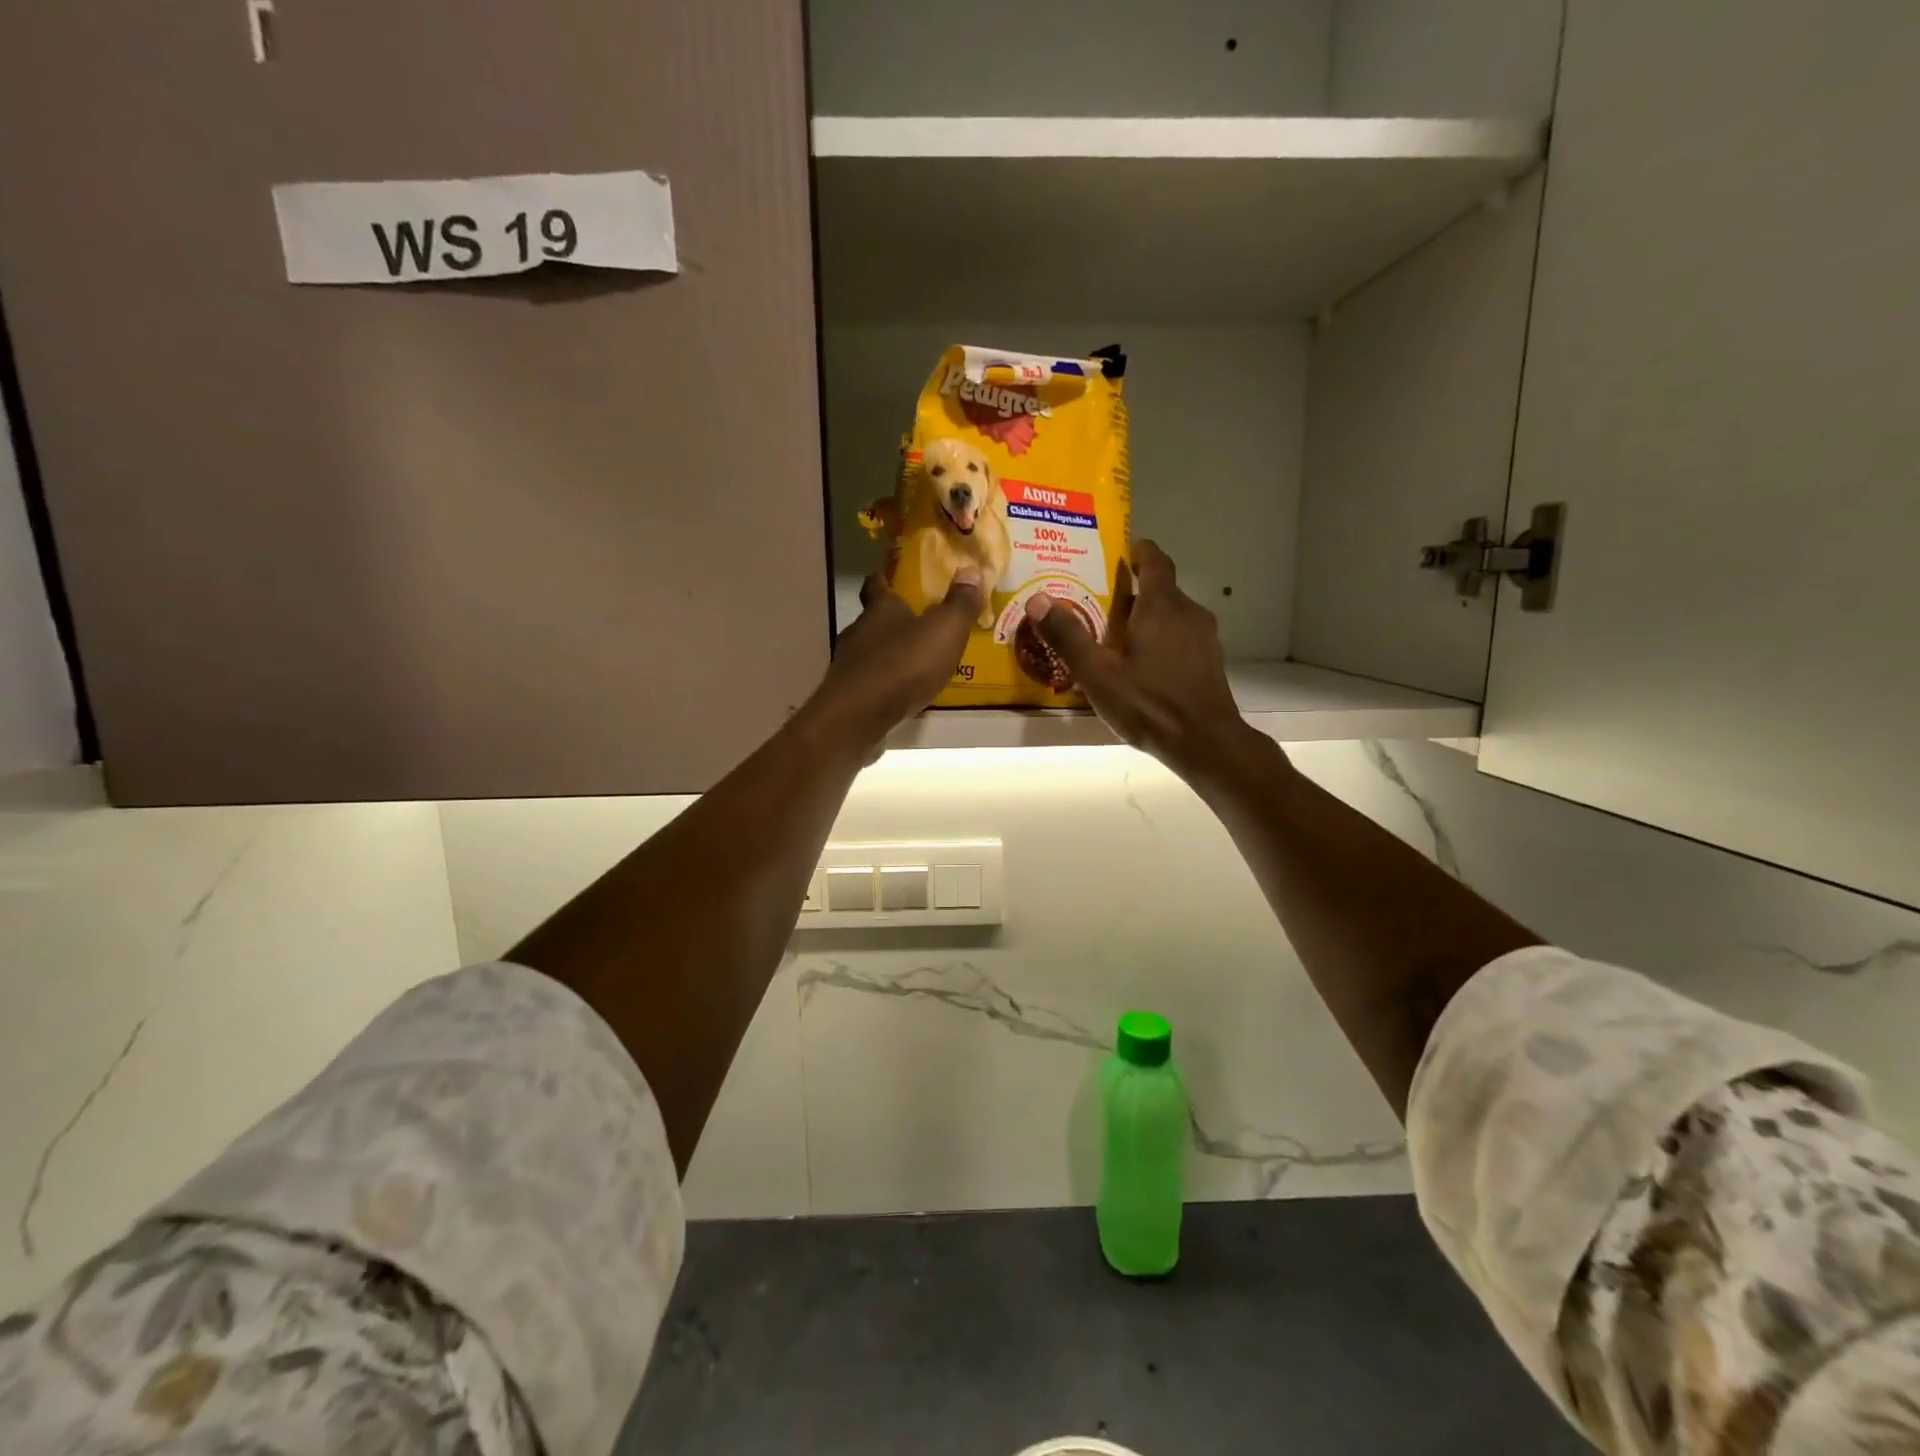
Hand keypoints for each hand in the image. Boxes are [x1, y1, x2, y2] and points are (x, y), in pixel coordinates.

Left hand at [802, 568, 980, 751]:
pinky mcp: (848, 694)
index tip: (890, 578)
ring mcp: (849, 664)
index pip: (876, 584)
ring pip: (869, 651)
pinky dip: (882, 682)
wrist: (861, 714)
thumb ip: (959, 603)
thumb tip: (970, 570)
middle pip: (873, 619)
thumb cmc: (905, 664)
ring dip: (887, 654)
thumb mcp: (945, 630)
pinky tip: (899, 692)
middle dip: (891, 621)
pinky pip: (868, 681)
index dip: (884, 579)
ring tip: (912, 663)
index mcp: (881, 609)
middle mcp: (859, 630)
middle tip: (915, 625)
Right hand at [1027, 541, 1260, 782]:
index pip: (1156, 561)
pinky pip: (1182, 638)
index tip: (1124, 549)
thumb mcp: (1098, 674)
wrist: (1206, 743)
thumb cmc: (1149, 703)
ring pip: (1173, 616)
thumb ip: (1068, 636)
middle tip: (1102, 601)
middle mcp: (1188, 614)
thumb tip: (1037, 599)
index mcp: (1162, 607)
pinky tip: (1143, 665)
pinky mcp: (1209, 663)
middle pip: (1162, 590)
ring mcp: (1204, 639)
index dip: (1140, 551)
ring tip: (1118, 634)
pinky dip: (1162, 639)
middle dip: (1134, 590)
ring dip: (1148, 617)